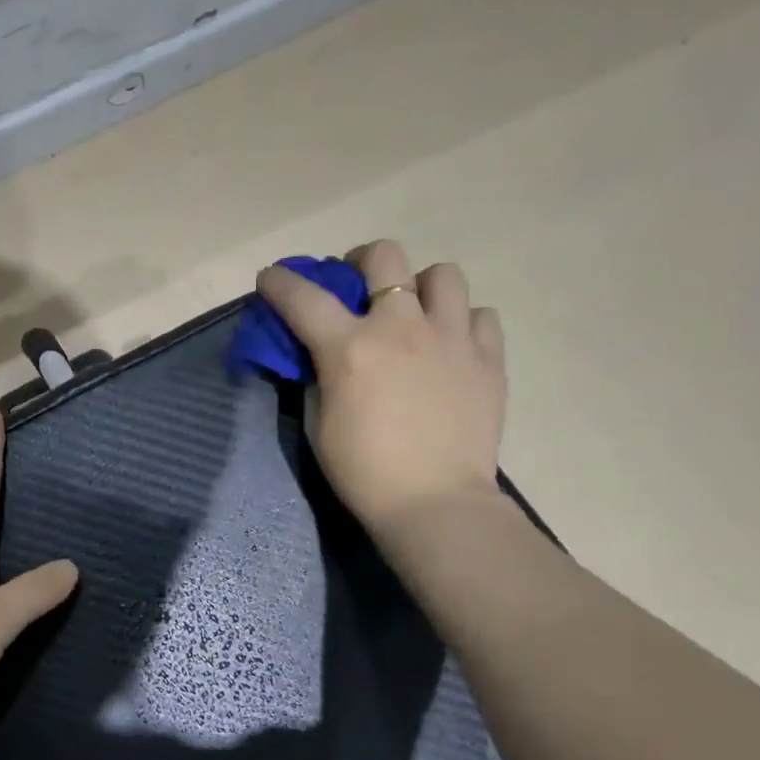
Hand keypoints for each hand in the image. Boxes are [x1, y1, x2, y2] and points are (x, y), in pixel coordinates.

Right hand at [256, 240, 506, 535]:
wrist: (434, 503)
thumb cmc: (364, 472)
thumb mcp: (321, 423)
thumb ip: (320, 378)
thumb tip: (324, 356)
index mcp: (350, 348)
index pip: (304, 297)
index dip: (280, 282)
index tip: (271, 278)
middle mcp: (401, 327)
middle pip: (383, 256)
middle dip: (361, 262)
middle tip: (357, 287)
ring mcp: (451, 337)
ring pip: (442, 274)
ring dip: (420, 286)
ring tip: (414, 313)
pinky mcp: (488, 358)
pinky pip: (479, 315)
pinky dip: (461, 322)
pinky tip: (450, 346)